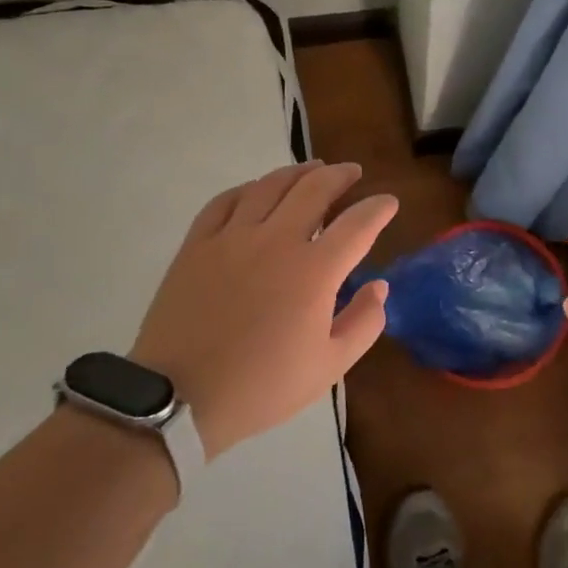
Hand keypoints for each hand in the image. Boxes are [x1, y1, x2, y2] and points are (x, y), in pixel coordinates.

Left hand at [130, 162, 396, 456]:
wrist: (178, 398)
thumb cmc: (263, 386)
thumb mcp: (330, 366)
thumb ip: (364, 322)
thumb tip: (380, 287)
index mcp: (315, 271)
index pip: (358, 224)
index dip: (378, 208)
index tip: (389, 203)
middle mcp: (277, 241)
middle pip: (315, 189)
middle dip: (340, 176)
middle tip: (352, 173)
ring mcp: (233, 238)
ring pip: (270, 186)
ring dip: (297, 173)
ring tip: (312, 169)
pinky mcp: (197, 245)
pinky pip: (225, 201)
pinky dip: (248, 189)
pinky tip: (256, 190)